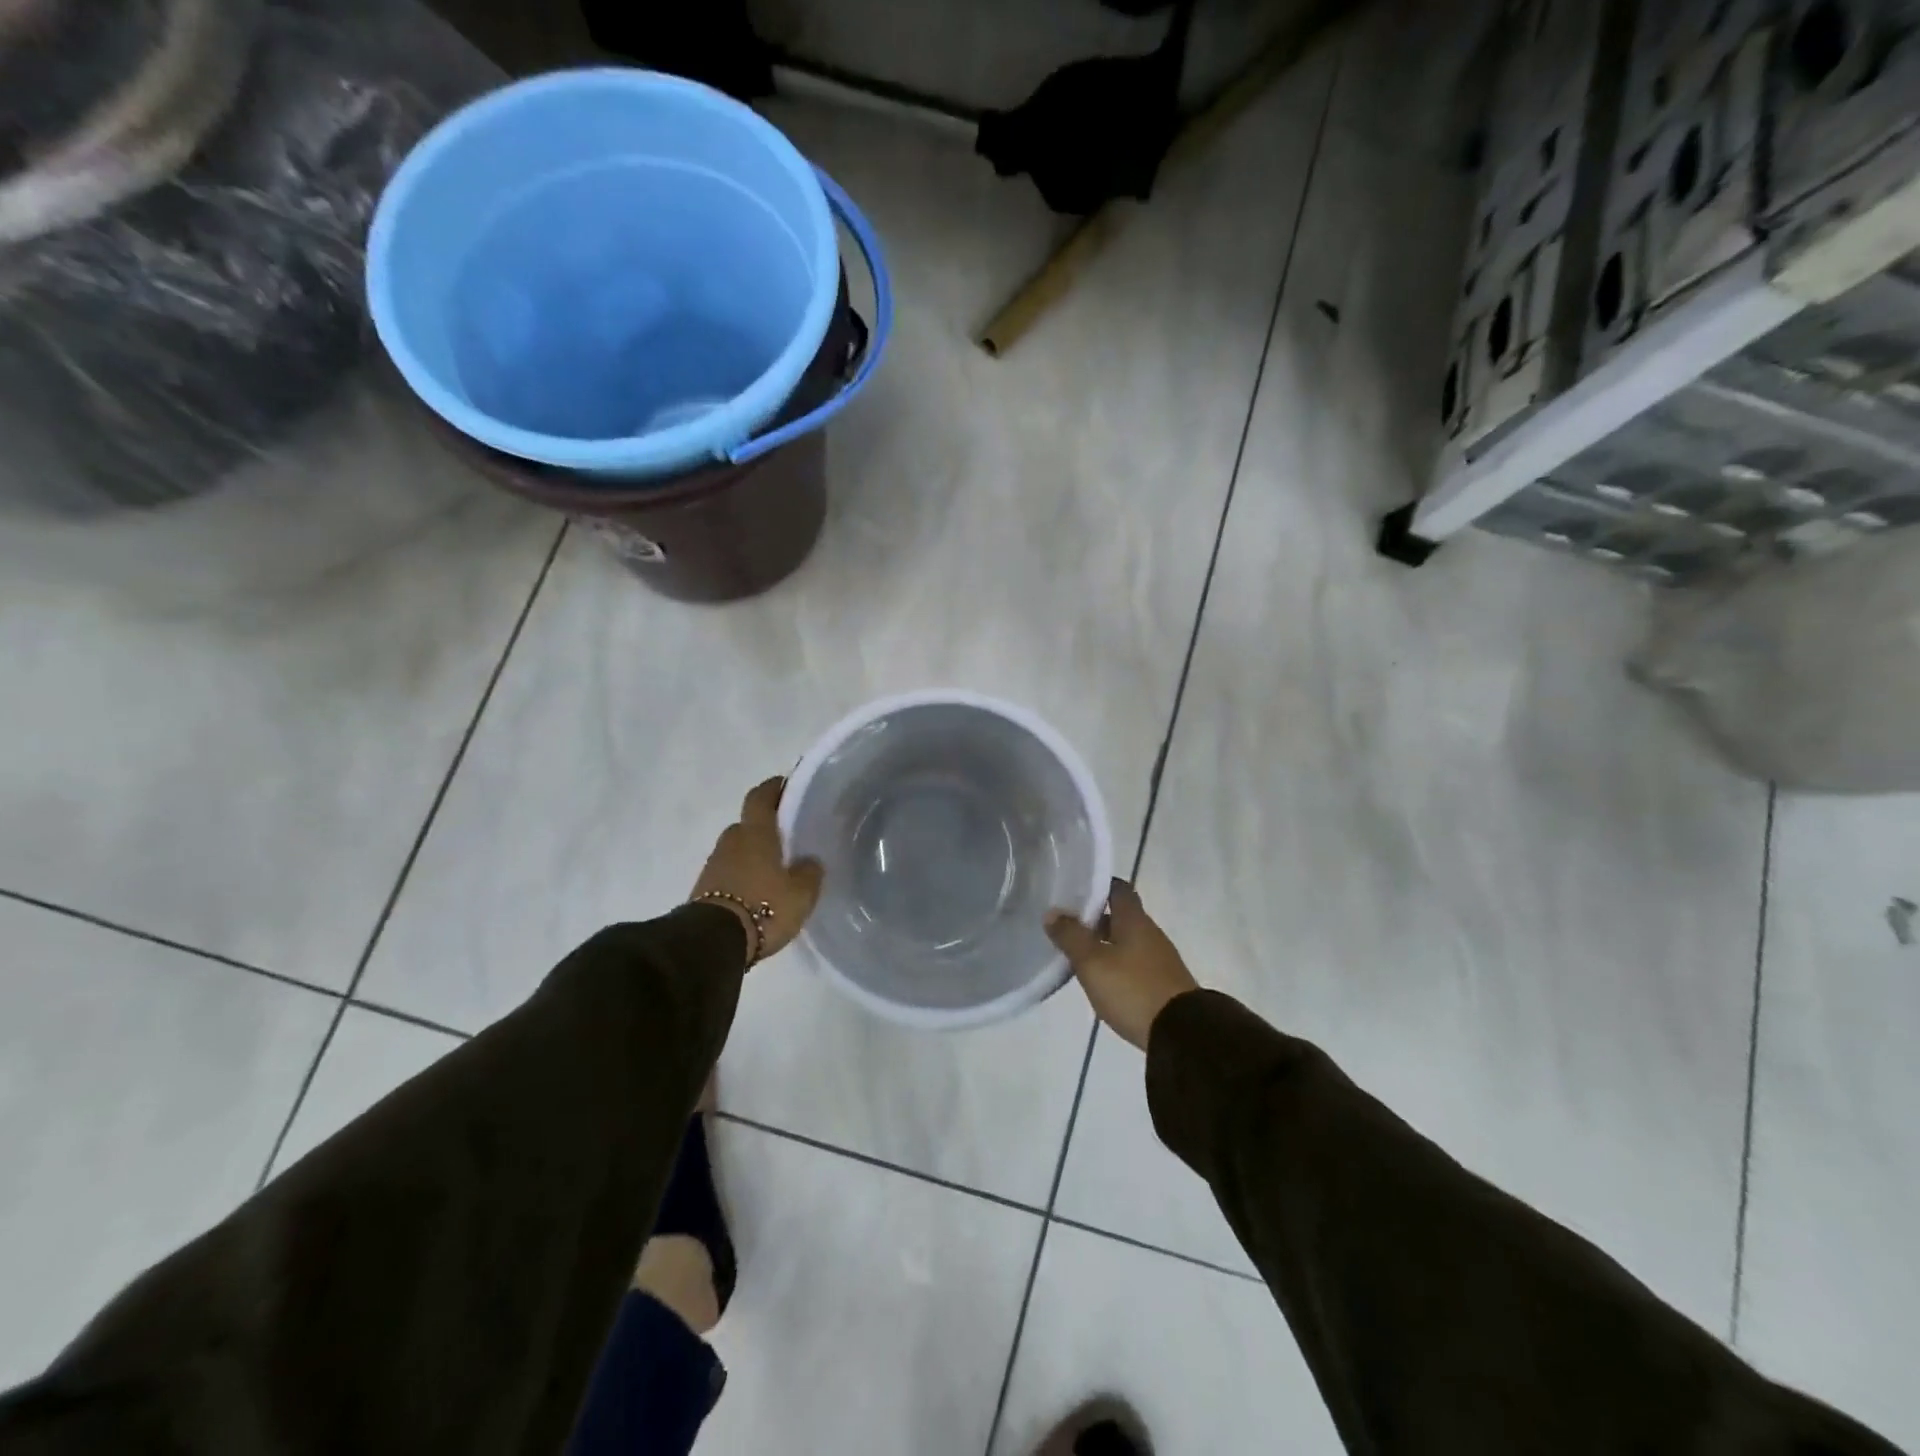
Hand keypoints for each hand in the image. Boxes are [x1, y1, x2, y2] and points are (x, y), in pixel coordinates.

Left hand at [690, 778, 823, 965]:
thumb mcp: (801, 893)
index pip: (761, 797)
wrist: (713, 942)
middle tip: (787, 838)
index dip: (773, 788)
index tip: (785, 784)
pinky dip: (742, 875)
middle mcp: (732, 841)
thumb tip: (808, 861)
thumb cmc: (764, 907)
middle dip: (765, 828)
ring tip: (775, 869)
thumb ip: (809, 872)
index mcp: (756, 832)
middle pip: (748, 825)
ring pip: (738, 850)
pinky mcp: (705, 888)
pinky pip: (729, 872)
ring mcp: (714, 864)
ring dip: (753, 854)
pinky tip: (758, 891)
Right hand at [1045, 878, 1197, 1050]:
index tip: (1074, 891)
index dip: (1097, 886)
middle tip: (1067, 926)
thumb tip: (1052, 912)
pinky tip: (1102, 980)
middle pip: (1121, 916)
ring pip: (1127, 941)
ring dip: (1104, 944)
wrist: (1181, 1034)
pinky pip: (1135, 964)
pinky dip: (1117, 965)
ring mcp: (1159, 959)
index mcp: (1134, 920)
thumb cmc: (1132, 989)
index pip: (1118, 889)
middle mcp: (1150, 933)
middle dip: (1095, 920)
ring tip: (1077, 955)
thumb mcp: (1093, 962)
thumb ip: (1071, 936)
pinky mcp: (1162, 983)